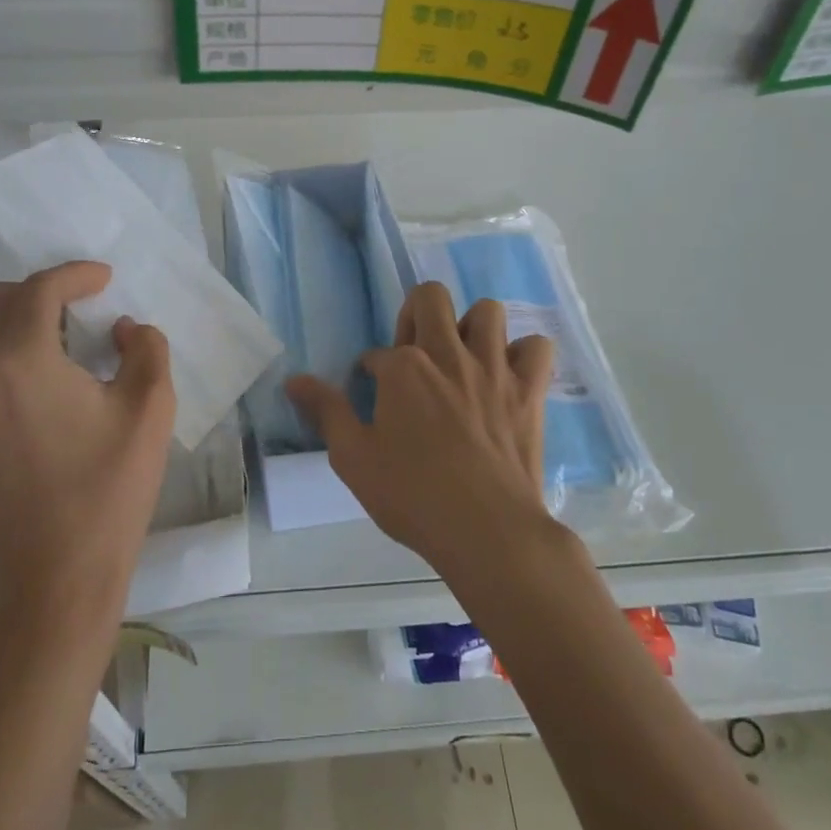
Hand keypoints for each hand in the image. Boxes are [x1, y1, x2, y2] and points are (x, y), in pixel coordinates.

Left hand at [0, 262, 175, 612]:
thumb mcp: (150, 407)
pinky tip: (56, 368)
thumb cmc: (109, 487)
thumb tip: (122, 331)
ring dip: (24, 315)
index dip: (75, 275)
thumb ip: (145, 349)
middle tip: (84, 300)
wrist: (58, 573)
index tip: (107, 278)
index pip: (39, 291)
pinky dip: (13, 344)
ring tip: (74, 331)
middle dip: (40, 288)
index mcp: (21, 361)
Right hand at [287, 284, 557, 578]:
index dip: (372, 372)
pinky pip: (537, 347)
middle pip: (431, 298)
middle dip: (417, 314)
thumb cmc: (413, 496)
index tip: (374, 395)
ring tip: (463, 358)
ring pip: (487, 311)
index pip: (379, 352)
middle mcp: (448, 353)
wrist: (487, 531)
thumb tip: (293, 380)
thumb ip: (326, 412)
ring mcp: (493, 368)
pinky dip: (524, 355)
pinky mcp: (529, 390)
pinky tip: (508, 375)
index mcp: (404, 367)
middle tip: (416, 353)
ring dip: (472, 326)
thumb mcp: (354, 458)